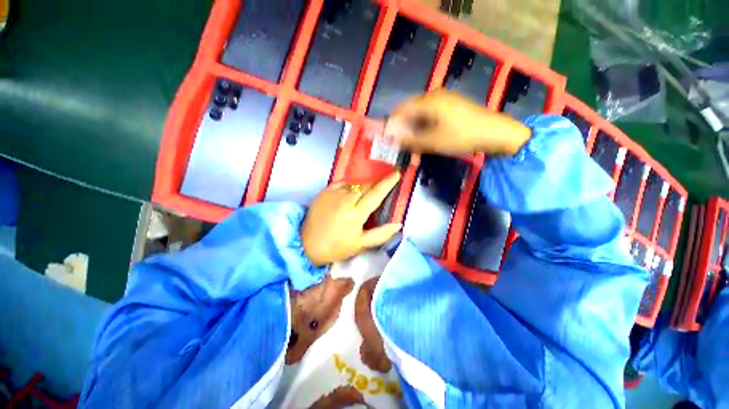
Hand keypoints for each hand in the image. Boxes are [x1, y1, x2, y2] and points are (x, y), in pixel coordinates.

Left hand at [301, 172, 401, 265]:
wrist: (306, 244)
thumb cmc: (336, 247)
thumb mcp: (360, 244)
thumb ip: (381, 234)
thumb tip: (398, 224)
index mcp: (356, 213)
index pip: (376, 194)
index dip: (388, 183)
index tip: (397, 173)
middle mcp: (346, 200)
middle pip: (366, 186)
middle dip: (377, 183)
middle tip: (383, 184)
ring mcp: (334, 194)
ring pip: (355, 184)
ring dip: (364, 186)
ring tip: (367, 192)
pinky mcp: (324, 192)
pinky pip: (342, 183)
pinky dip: (350, 185)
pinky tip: (351, 191)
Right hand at [383, 89, 530, 155]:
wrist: (496, 133)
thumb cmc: (463, 136)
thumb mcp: (433, 141)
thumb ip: (409, 139)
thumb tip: (390, 136)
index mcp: (429, 101)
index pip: (401, 110)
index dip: (392, 125)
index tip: (388, 141)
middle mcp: (434, 97)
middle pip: (410, 115)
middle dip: (405, 135)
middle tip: (403, 152)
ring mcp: (444, 103)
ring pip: (421, 120)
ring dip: (415, 138)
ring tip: (415, 155)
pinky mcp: (450, 110)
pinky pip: (431, 121)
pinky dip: (426, 134)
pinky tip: (426, 147)